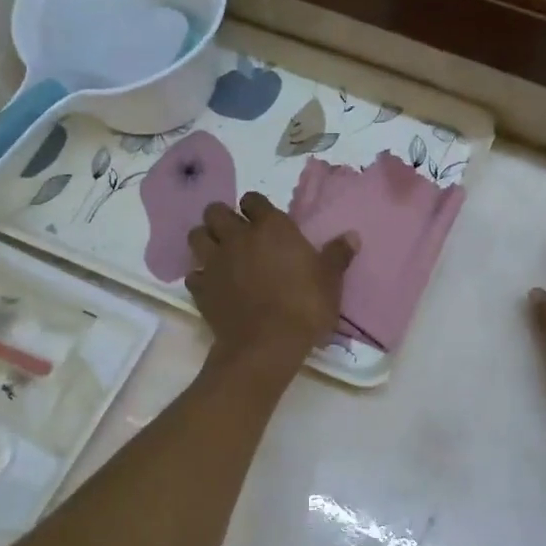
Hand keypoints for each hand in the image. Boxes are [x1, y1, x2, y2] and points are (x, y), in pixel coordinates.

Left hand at [187, 192, 355, 377]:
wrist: (267, 344)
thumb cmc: (304, 306)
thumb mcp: (330, 281)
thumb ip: (337, 255)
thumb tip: (352, 236)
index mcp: (270, 228)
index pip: (253, 200)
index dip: (255, 207)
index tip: (262, 219)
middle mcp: (237, 237)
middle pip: (215, 212)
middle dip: (222, 218)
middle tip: (235, 233)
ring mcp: (215, 262)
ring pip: (196, 236)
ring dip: (205, 240)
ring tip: (218, 253)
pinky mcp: (201, 289)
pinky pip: (193, 274)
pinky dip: (201, 276)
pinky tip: (212, 285)